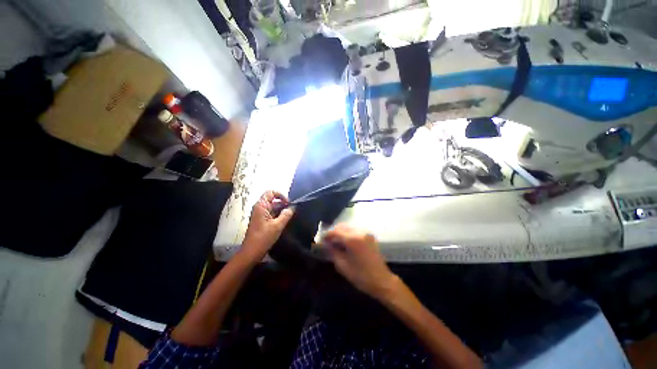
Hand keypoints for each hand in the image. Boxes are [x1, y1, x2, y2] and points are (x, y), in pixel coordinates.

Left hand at [241, 191, 294, 260]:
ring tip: (289, 216)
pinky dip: (278, 215)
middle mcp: (259, 208)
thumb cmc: (263, 238)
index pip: (271, 192)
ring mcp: (260, 214)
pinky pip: (271, 213)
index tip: (288, 203)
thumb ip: (286, 215)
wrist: (251, 252)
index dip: (281, 195)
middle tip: (291, 210)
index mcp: (261, 206)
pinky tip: (284, 221)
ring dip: (281, 210)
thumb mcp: (278, 226)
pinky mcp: (261, 220)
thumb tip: (292, 207)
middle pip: (272, 199)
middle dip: (282, 203)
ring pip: (272, 207)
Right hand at [323, 224, 397, 299]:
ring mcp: (366, 233)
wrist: (382, 281)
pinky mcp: (369, 236)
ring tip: (336, 243)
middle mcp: (360, 232)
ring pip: (348, 228)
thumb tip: (326, 244)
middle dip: (333, 233)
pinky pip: (355, 231)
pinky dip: (348, 234)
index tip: (321, 240)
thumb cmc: (361, 276)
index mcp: (353, 239)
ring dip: (341, 233)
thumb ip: (333, 252)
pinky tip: (345, 243)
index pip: (335, 231)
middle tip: (327, 242)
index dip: (327, 235)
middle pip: (342, 227)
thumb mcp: (343, 266)